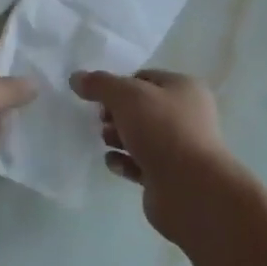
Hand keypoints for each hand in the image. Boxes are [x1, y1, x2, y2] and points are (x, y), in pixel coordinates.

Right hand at [71, 69, 237, 239]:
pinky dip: (124, 162)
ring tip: (106, 142)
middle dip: (115, 114)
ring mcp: (178, 147)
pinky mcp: (168, 175)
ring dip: (117, 137)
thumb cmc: (162, 130)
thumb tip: (76, 77)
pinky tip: (114, 164)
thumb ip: (99, 84)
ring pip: (139, 136)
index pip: (144, 78)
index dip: (118, 85)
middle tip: (102, 121)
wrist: (189, 188)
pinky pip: (139, 163)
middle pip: (140, 108)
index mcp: (184, 88)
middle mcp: (185, 115)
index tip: (98, 97)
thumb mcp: (126, 96)